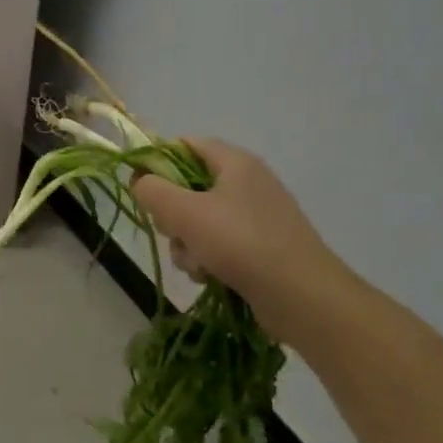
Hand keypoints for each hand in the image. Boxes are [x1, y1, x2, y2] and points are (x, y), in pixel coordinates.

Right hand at [131, 139, 351, 342]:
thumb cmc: (240, 243)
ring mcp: (256, 216)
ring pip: (199, 220)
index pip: (184, 145)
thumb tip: (140, 182)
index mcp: (235, 162)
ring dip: (186, 242)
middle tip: (172, 231)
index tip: (141, 188)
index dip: (157, 161)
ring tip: (194, 263)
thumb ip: (152, 190)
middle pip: (188, 186)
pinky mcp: (261, 247)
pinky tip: (208, 276)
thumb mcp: (184, 212)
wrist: (302, 297)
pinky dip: (207, 258)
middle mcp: (248, 183)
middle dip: (171, 213)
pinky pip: (219, 243)